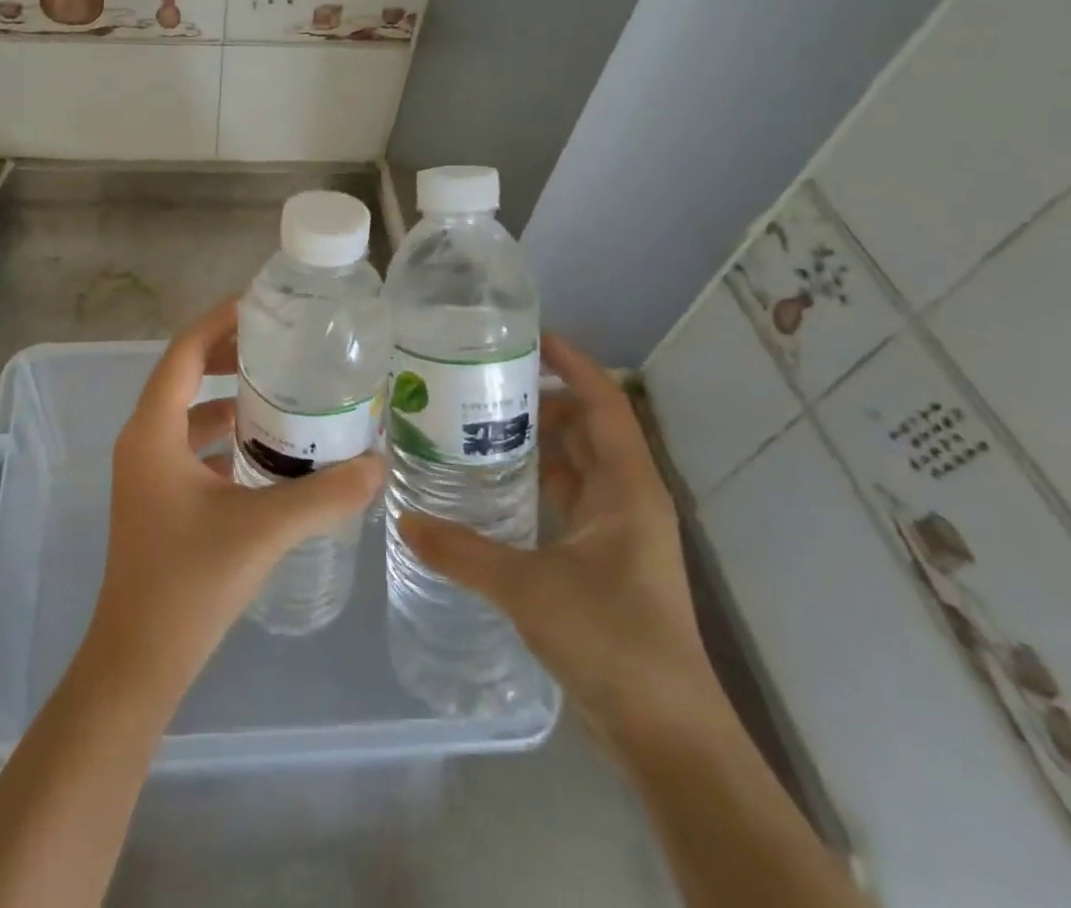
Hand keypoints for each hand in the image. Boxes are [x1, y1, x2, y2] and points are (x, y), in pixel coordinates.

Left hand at [83, 298, 385, 701]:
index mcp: (152, 432)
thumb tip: (378, 463)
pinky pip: (192, 447)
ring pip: (189, 414)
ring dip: (229, 397)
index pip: (183, 352)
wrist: (138, 663)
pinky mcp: (158, 498)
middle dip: (228, 354)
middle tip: (281, 343)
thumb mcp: (262, 531)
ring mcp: (147, 472)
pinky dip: (226, 436)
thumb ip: (323, 495)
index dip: (219, 322)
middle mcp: (143, 441)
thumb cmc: (188, 584)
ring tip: (283, 390)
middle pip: (184, 375)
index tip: (261, 304)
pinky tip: (268, 449)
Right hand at [398, 333, 722, 753]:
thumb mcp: (528, 588)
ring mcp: (618, 530)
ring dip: (535, 442)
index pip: (604, 402)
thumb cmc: (612, 641)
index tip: (528, 335)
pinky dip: (535, 482)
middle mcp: (627, 498)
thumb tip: (403, 521)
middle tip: (480, 381)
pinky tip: (492, 488)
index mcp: (626, 487)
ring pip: (576, 464)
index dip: (572, 363)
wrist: (668, 735)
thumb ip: (462, 551)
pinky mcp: (605, 559)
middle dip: (540, 399)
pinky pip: (567, 498)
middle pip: (586, 427)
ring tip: (476, 424)